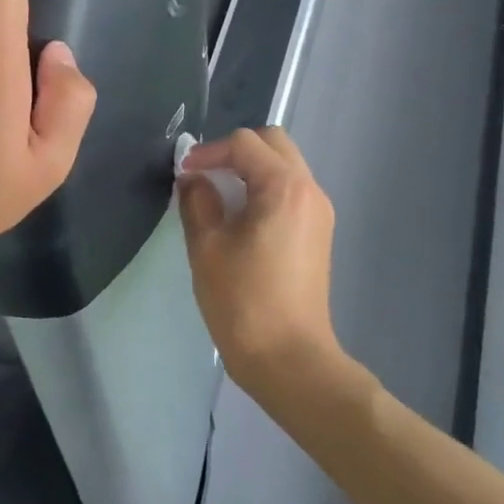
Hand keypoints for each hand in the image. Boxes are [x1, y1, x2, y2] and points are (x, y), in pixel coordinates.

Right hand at [178, 127, 340, 401]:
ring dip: (251, 169)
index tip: (184, 173)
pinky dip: (264, 188)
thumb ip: (198, 201)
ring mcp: (319, 213)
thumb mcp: (207, 247)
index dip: (209, 151)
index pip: (244, 144)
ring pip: (284, 166)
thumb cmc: (243, 301)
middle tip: (204, 174)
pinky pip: (290, 191)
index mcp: (284, 188)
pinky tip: (240, 217)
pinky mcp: (318, 233)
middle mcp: (309, 191)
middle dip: (235, 151)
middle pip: (273, 144)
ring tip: (218, 195)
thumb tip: (195, 180)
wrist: (289, 360)